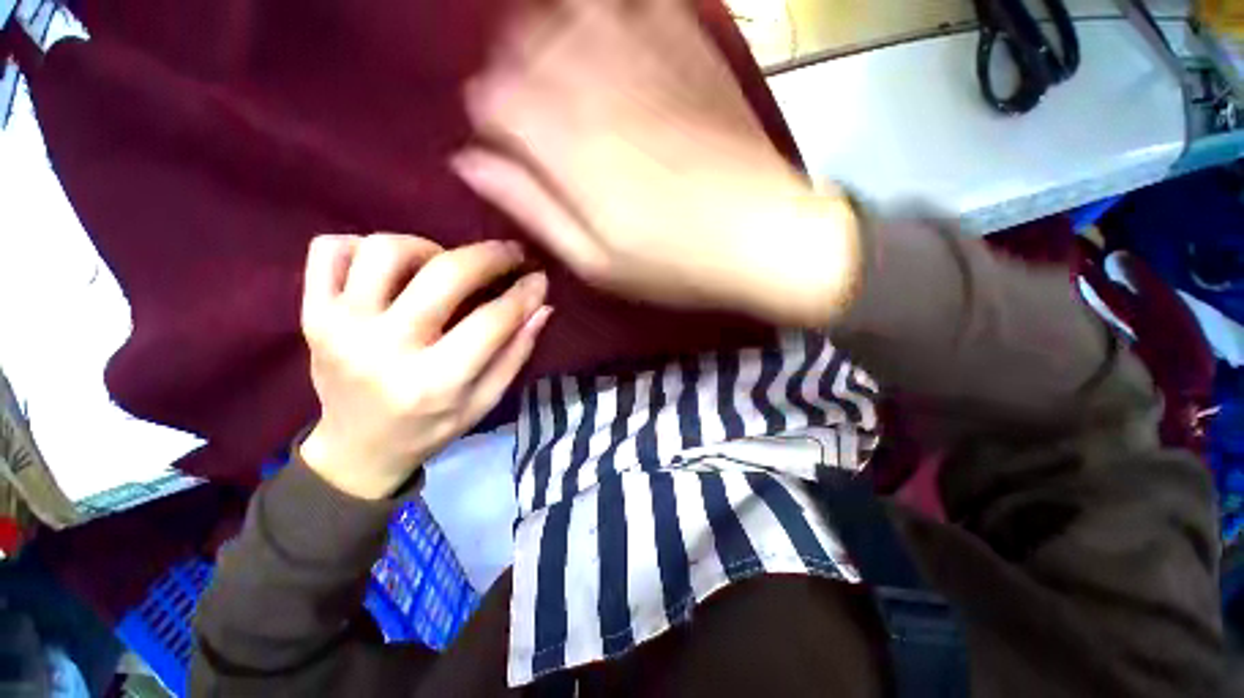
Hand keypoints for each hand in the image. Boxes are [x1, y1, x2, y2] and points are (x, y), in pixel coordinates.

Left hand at [298, 234, 550, 499]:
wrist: (356, 449)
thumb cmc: (431, 428)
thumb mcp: (485, 401)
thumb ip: (516, 352)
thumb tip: (541, 305)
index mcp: (434, 382)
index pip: (492, 320)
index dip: (523, 293)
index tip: (539, 278)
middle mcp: (383, 349)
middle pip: (444, 274)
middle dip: (490, 256)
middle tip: (510, 254)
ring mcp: (338, 327)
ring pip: (385, 250)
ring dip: (427, 248)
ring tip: (443, 266)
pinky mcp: (311, 314)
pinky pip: (328, 250)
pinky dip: (362, 245)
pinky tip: (389, 268)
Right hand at [452, 0, 860, 326]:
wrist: (761, 235)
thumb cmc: (673, 263)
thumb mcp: (595, 261)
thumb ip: (533, 209)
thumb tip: (472, 165)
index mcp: (569, 147)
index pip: (495, 99)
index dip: (488, 113)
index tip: (499, 135)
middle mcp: (597, 87)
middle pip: (526, 42)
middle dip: (513, 66)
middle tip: (526, 100)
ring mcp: (647, 61)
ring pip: (573, 8)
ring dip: (553, 28)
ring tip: (560, 63)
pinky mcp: (691, 53)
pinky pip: (639, 2)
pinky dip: (612, 8)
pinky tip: (611, 33)